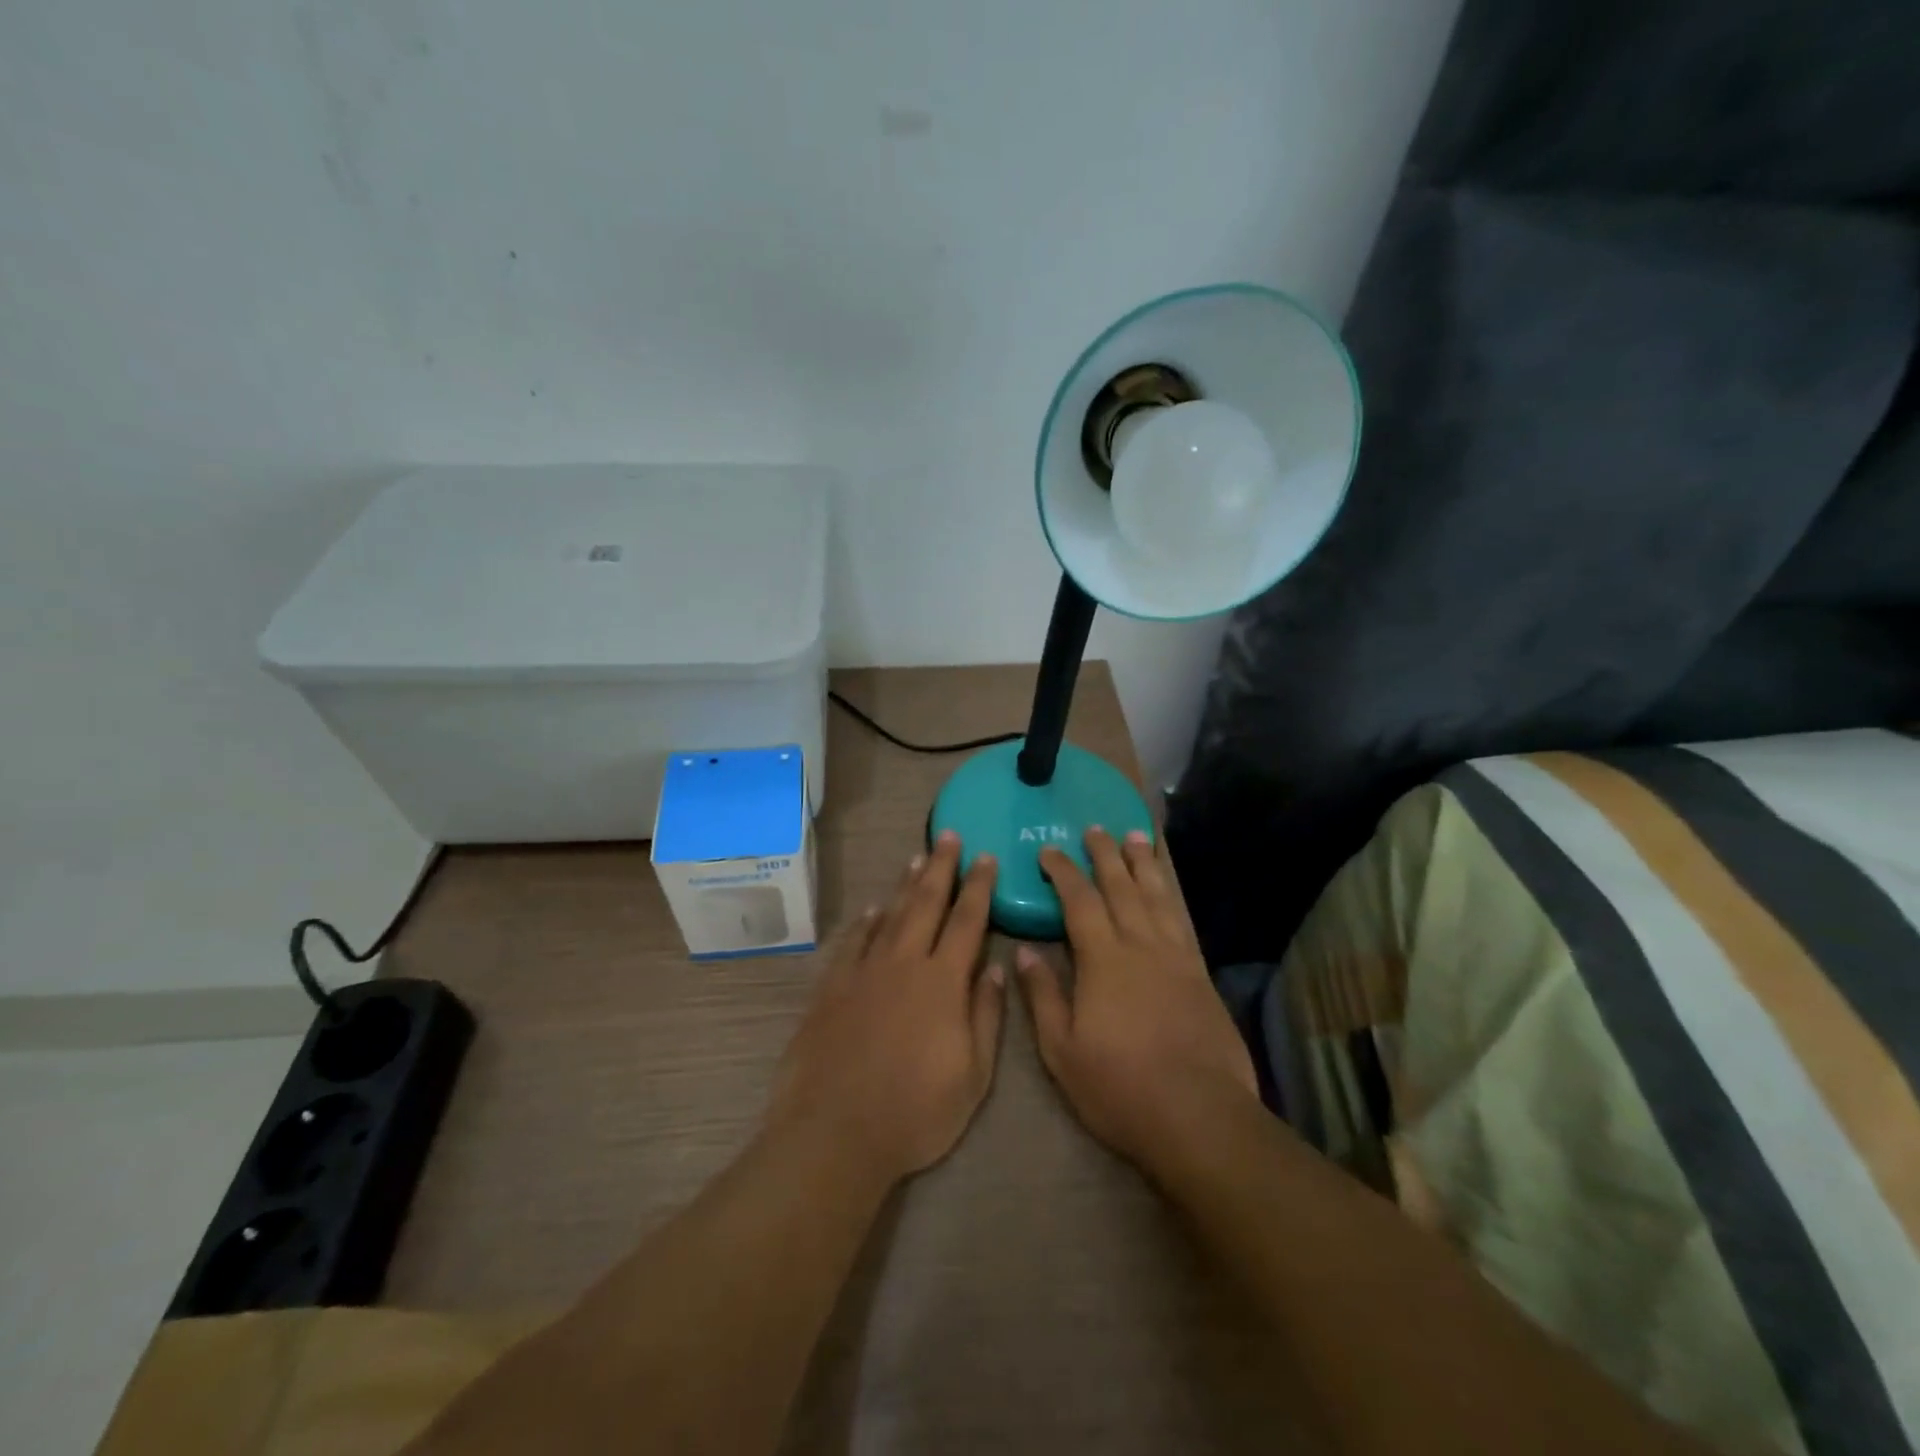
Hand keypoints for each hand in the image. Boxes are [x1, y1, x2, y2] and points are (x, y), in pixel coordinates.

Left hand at [766, 831, 1005, 1185]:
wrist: (834, 1132)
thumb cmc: (915, 1112)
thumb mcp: (972, 1076)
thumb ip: (986, 1016)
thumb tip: (997, 969)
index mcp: (942, 982)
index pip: (967, 921)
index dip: (979, 887)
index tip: (987, 857)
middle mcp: (904, 963)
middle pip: (926, 903)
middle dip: (941, 867)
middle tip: (949, 836)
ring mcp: (864, 972)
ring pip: (890, 915)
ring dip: (906, 884)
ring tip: (918, 857)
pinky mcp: (832, 987)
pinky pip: (853, 941)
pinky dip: (866, 921)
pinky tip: (874, 909)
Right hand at [1018, 827, 1257, 1175]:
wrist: (1198, 1114)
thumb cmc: (1119, 1086)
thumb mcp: (1062, 1050)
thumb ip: (1043, 996)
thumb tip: (1023, 952)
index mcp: (1102, 960)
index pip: (1079, 901)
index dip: (1063, 872)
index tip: (1049, 851)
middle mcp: (1140, 946)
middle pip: (1120, 888)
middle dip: (1105, 855)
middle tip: (1095, 828)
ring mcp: (1175, 957)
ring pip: (1156, 896)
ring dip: (1142, 864)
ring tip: (1135, 836)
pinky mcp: (1200, 974)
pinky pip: (1181, 920)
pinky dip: (1171, 895)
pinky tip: (1167, 889)